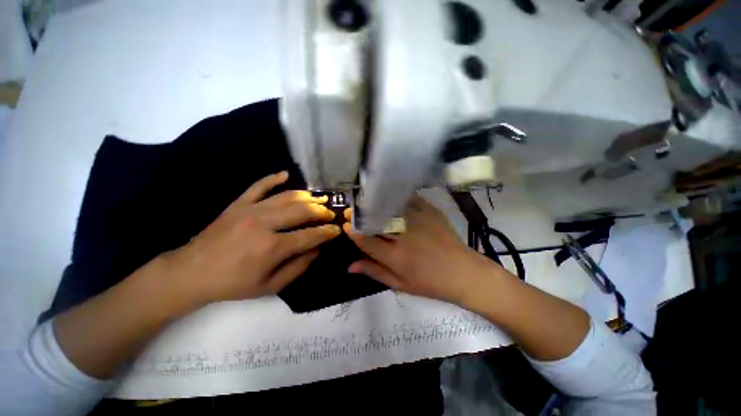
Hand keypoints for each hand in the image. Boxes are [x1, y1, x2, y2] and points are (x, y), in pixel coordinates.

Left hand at [164, 171, 340, 304]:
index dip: (327, 233)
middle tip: (330, 214)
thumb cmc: (233, 284)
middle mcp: (264, 223)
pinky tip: (286, 174)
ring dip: (307, 196)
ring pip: (286, 196)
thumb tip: (318, 250)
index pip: (310, 235)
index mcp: (272, 247)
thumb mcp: (270, 286)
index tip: (337, 230)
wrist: (191, 272)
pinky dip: (273, 178)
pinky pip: (259, 185)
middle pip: (302, 211)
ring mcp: (250, 209)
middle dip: (321, 211)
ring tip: (319, 198)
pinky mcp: (238, 203)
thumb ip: (298, 267)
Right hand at [344, 196, 499, 305]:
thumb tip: (350, 266)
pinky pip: (408, 199)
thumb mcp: (401, 284)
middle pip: (375, 221)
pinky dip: (395, 197)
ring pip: (389, 207)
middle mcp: (404, 236)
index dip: (353, 232)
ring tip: (365, 201)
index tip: (346, 225)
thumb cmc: (431, 283)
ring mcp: (418, 220)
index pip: (366, 241)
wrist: (463, 272)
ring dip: (374, 203)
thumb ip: (375, 272)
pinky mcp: (430, 211)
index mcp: (396, 257)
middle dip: (359, 215)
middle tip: (351, 210)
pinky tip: (388, 196)